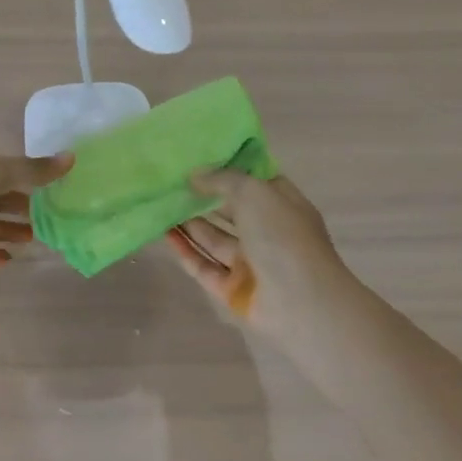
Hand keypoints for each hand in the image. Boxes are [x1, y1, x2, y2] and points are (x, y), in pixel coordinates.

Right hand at [168, 170, 362, 344]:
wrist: (300, 303)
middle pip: (230, 210)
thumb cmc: (283, 236)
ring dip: (189, 222)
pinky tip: (164, 233)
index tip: (198, 156)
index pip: (254, 182)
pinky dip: (185, 250)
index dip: (229, 169)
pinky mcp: (232, 289)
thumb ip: (222, 180)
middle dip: (203, 197)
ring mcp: (250, 263)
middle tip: (170, 181)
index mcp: (282, 205)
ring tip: (160, 203)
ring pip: (214, 238)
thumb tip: (195, 175)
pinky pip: (204, 266)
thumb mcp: (254, 192)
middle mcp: (267, 232)